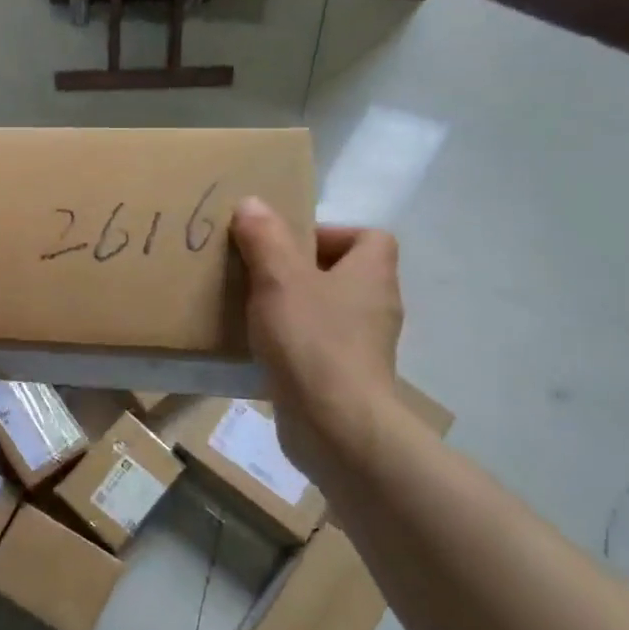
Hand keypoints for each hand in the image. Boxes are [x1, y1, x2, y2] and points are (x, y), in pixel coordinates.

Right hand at [230, 197, 405, 471]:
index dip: (332, 233)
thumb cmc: (312, 341)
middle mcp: (376, 306)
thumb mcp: (279, 279)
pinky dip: (294, 344)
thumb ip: (265, 238)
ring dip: (295, 308)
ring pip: (329, 312)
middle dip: (301, 271)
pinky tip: (260, 350)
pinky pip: (319, 347)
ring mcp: (365, 346)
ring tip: (254, 310)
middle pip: (344, 273)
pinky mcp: (347, 379)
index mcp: (372, 274)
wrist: (334, 426)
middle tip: (261, 274)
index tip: (289, 245)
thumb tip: (252, 203)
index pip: (370, 237)